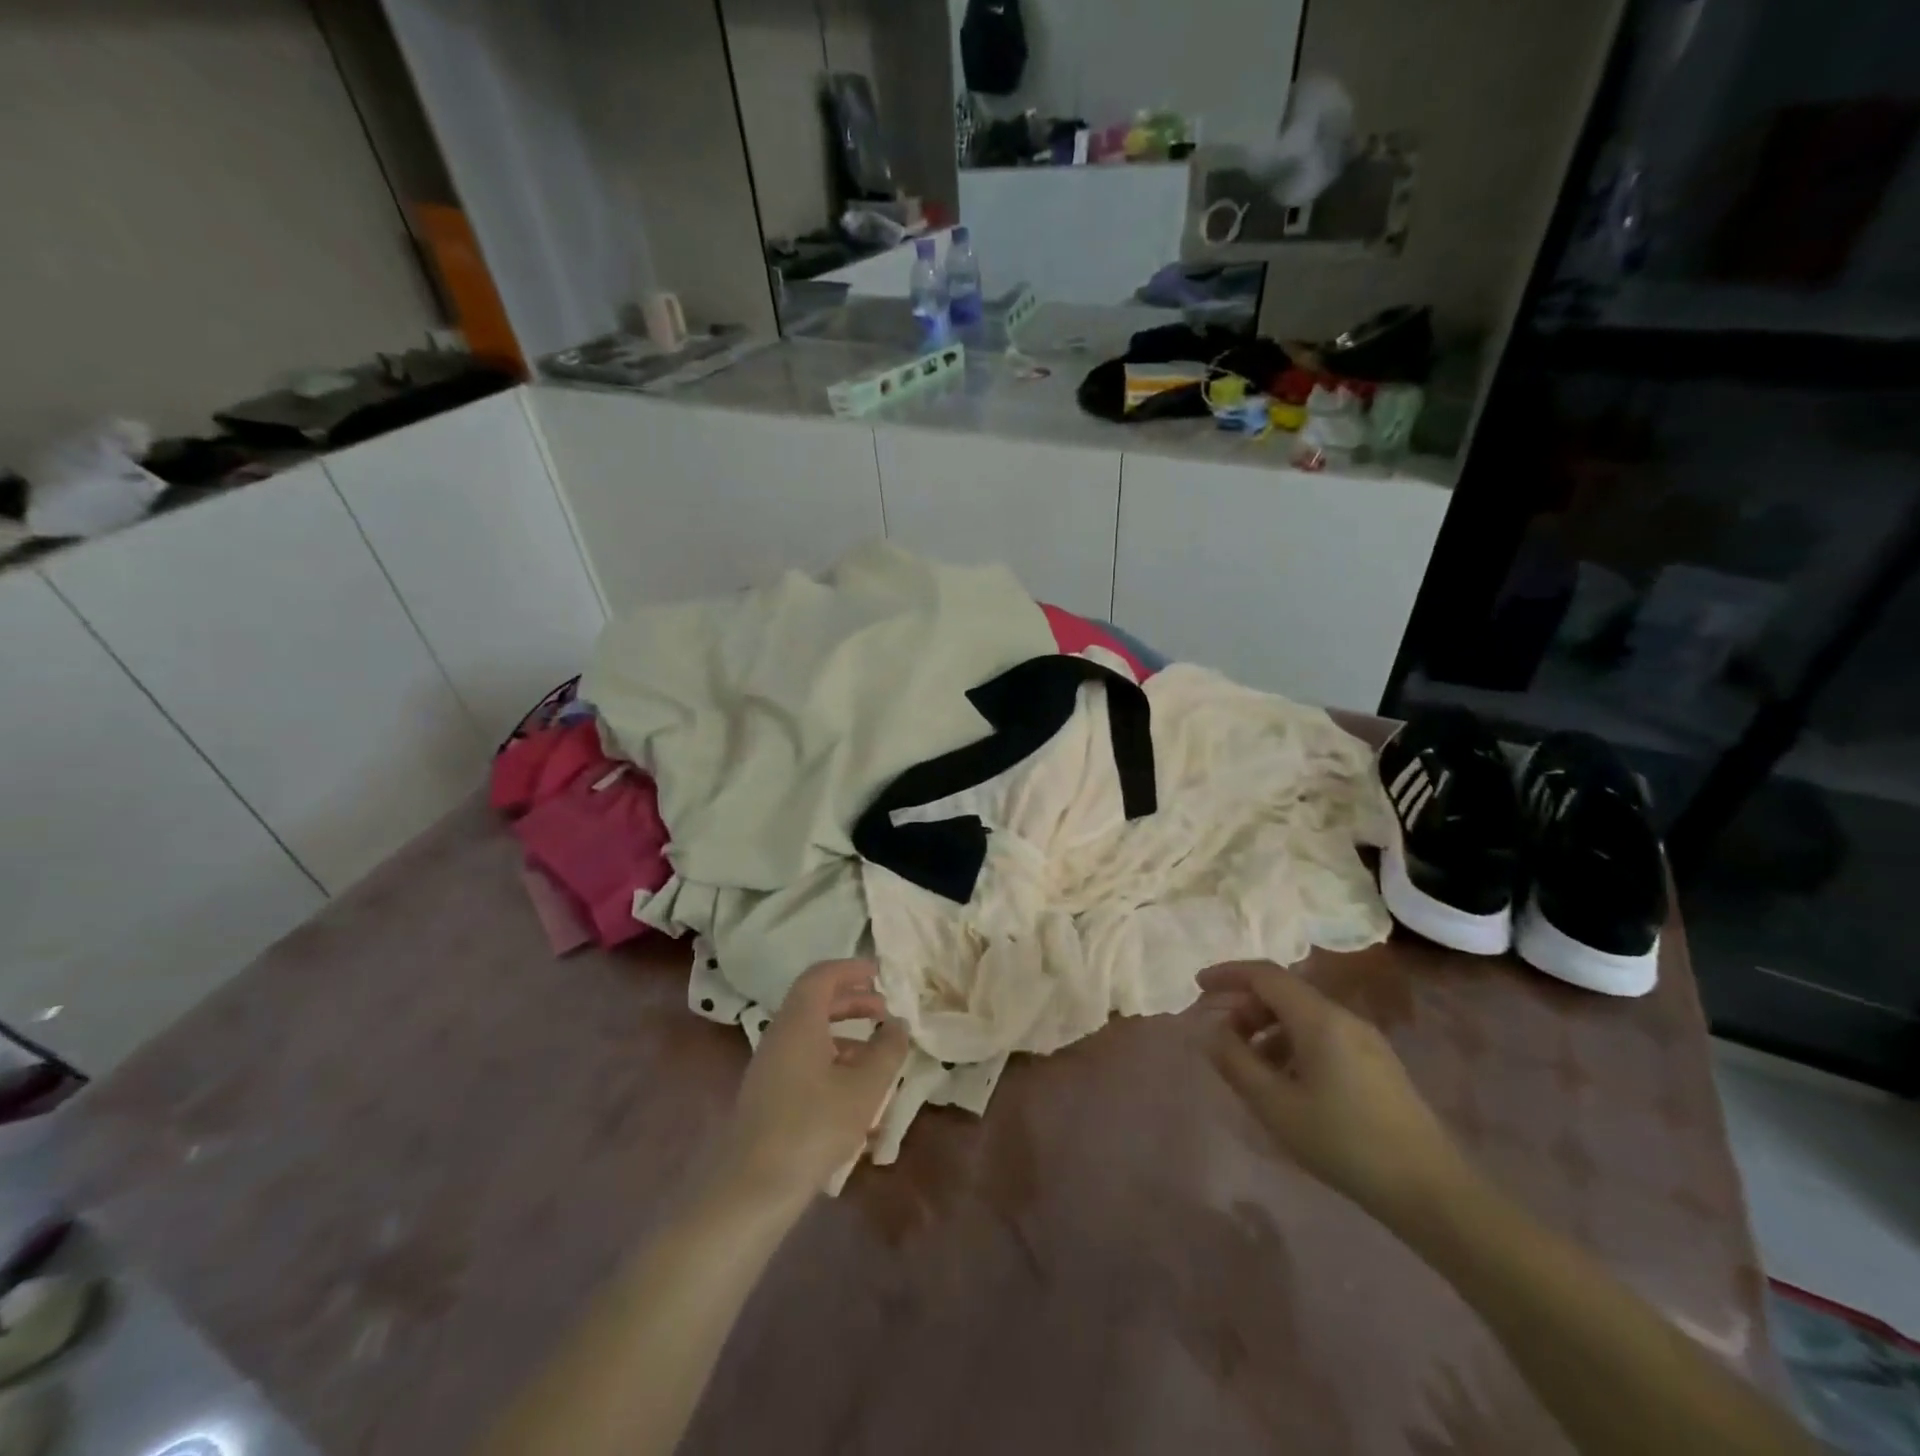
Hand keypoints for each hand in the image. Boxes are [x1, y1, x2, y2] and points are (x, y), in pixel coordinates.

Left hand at [711, 959, 909, 1207]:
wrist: (752, 1189)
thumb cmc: (813, 1127)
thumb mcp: (864, 1087)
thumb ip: (887, 1050)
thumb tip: (898, 1024)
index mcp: (799, 1021)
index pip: (821, 975)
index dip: (851, 969)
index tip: (879, 974)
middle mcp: (780, 1035)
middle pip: (815, 1002)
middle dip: (852, 1001)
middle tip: (884, 1011)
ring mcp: (770, 1066)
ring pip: (811, 1033)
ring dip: (845, 1033)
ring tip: (877, 1053)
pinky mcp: (768, 1095)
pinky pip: (804, 1060)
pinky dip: (832, 1059)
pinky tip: (854, 1091)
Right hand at [1196, 961, 1472, 1222]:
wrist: (1431, 1191)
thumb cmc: (1344, 1142)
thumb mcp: (1276, 1105)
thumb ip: (1236, 1062)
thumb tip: (1211, 1031)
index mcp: (1318, 1018)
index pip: (1265, 975)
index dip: (1228, 974)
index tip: (1198, 986)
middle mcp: (1343, 1017)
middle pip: (1284, 993)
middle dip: (1246, 1007)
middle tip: (1222, 1038)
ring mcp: (1365, 1040)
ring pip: (1303, 1017)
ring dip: (1268, 1030)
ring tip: (1250, 1067)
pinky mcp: (1377, 1064)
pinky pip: (1323, 1036)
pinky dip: (1293, 1045)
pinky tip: (1287, 1083)